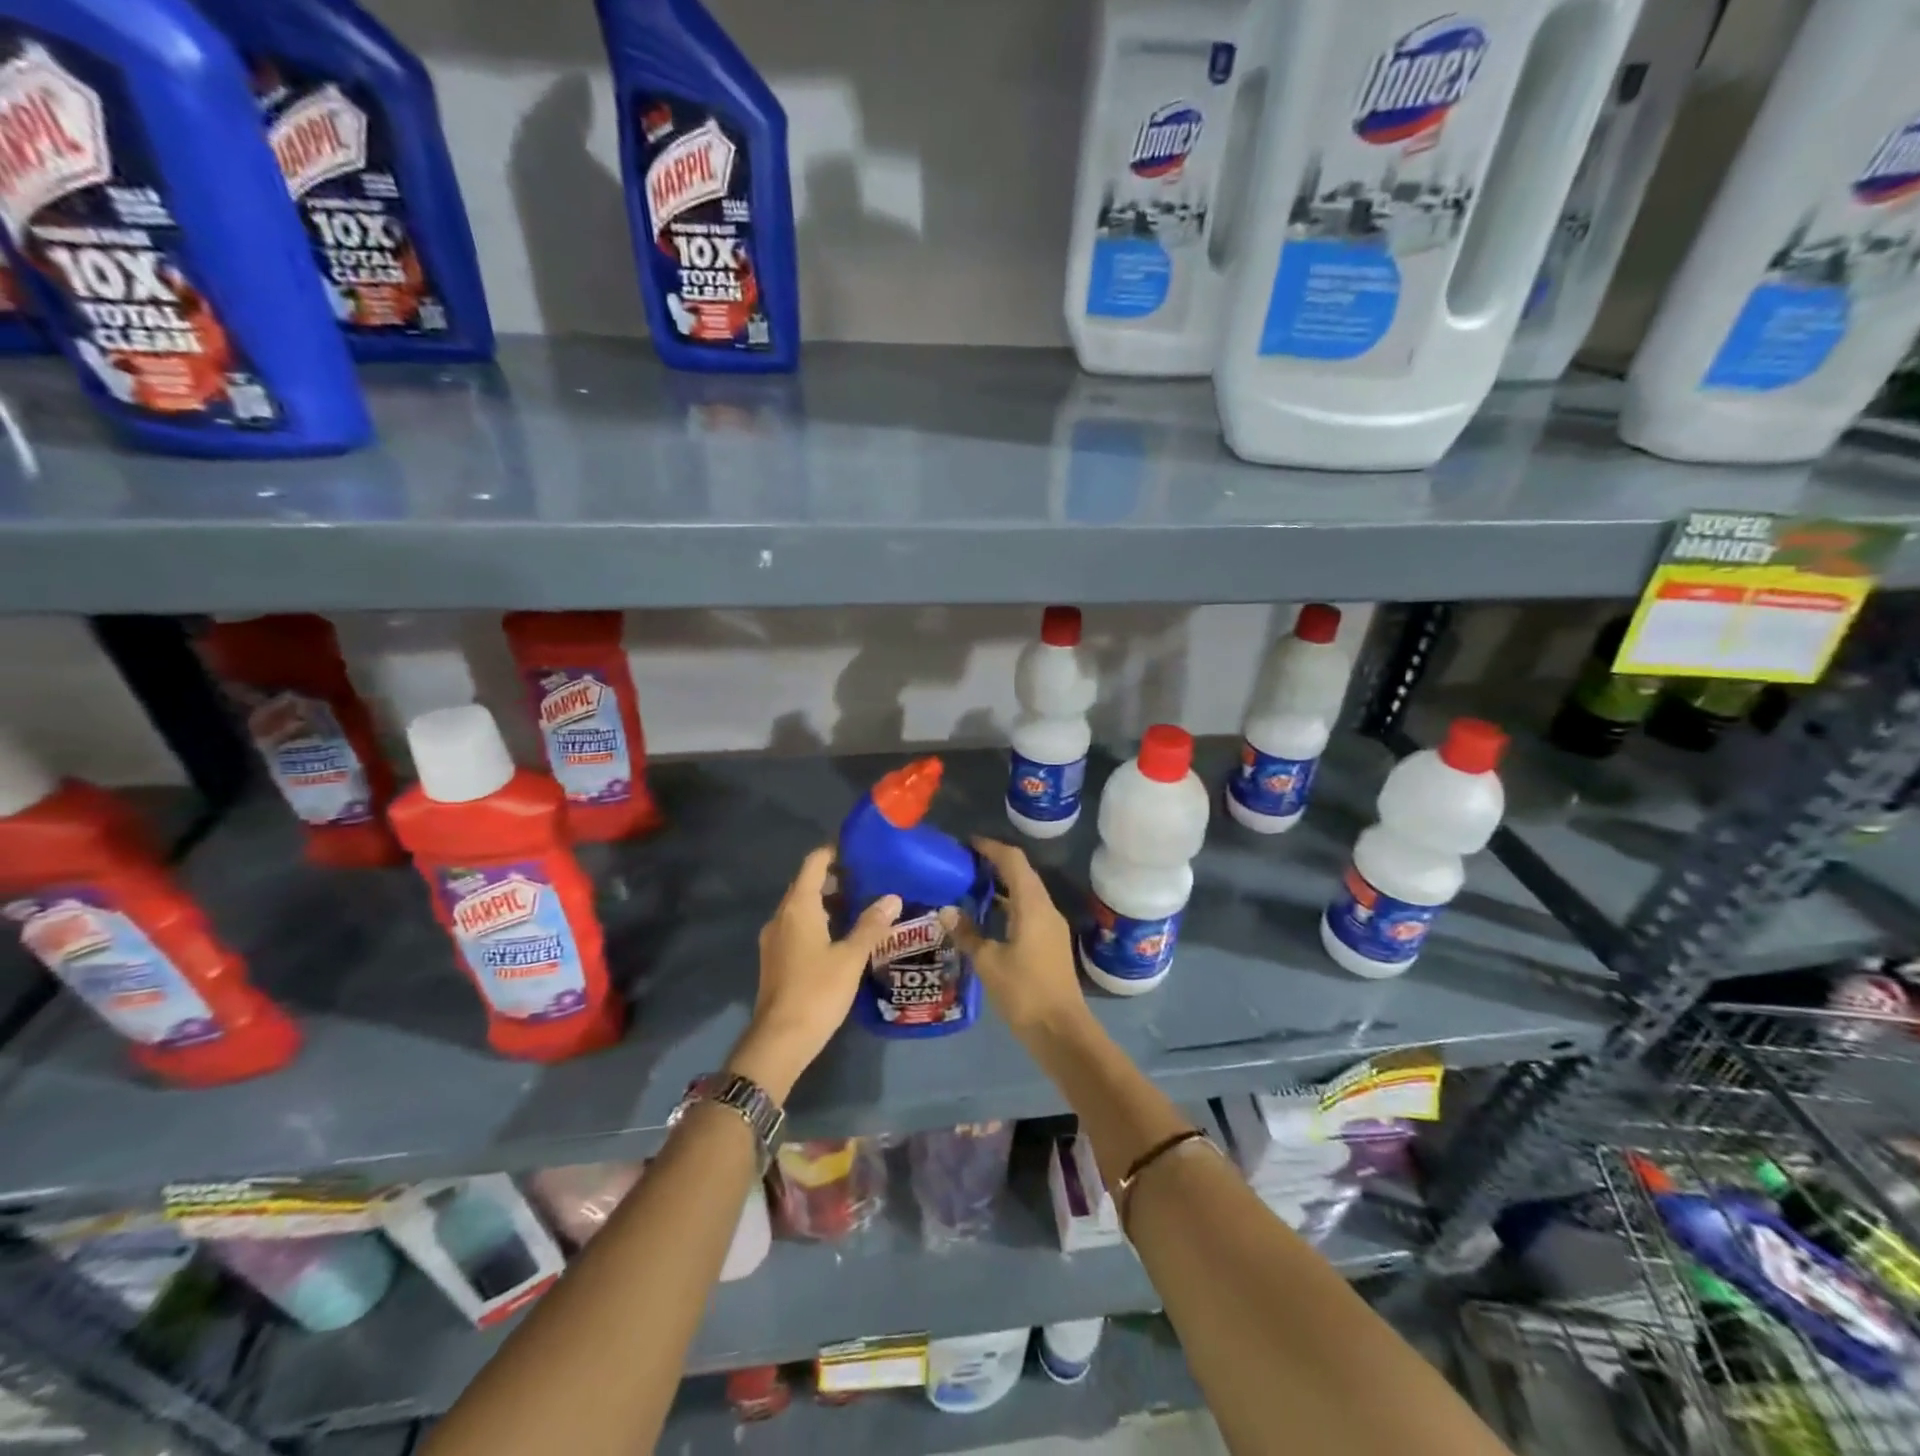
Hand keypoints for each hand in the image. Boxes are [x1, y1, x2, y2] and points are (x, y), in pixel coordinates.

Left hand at [727, 847, 900, 1102]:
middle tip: (870, 877)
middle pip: (807, 883)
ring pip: (803, 907)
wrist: (779, 1041)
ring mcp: (775, 939)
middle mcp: (782, 916)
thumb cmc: (817, 992)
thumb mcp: (851, 957)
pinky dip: (820, 921)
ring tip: (863, 904)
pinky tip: (843, 935)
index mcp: (798, 907)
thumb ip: (871, 925)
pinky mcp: (776, 959)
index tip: (860, 849)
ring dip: (829, 901)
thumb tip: (892, 898)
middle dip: (836, 877)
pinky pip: (799, 926)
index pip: (814, 863)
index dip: (835, 851)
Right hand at [940, 837, 1089, 1041]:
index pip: (1013, 861)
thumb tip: (946, 911)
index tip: (967, 844)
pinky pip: (1028, 909)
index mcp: (1032, 905)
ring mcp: (1051, 925)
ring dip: (1001, 885)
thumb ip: (967, 933)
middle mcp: (1045, 908)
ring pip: (1026, 892)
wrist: (1061, 1030)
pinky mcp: (1050, 942)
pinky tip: (987, 917)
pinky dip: (1008, 904)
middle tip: (964, 864)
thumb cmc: (1024, 992)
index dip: (991, 847)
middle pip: (1022, 873)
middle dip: (994, 863)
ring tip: (970, 886)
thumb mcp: (988, 962)